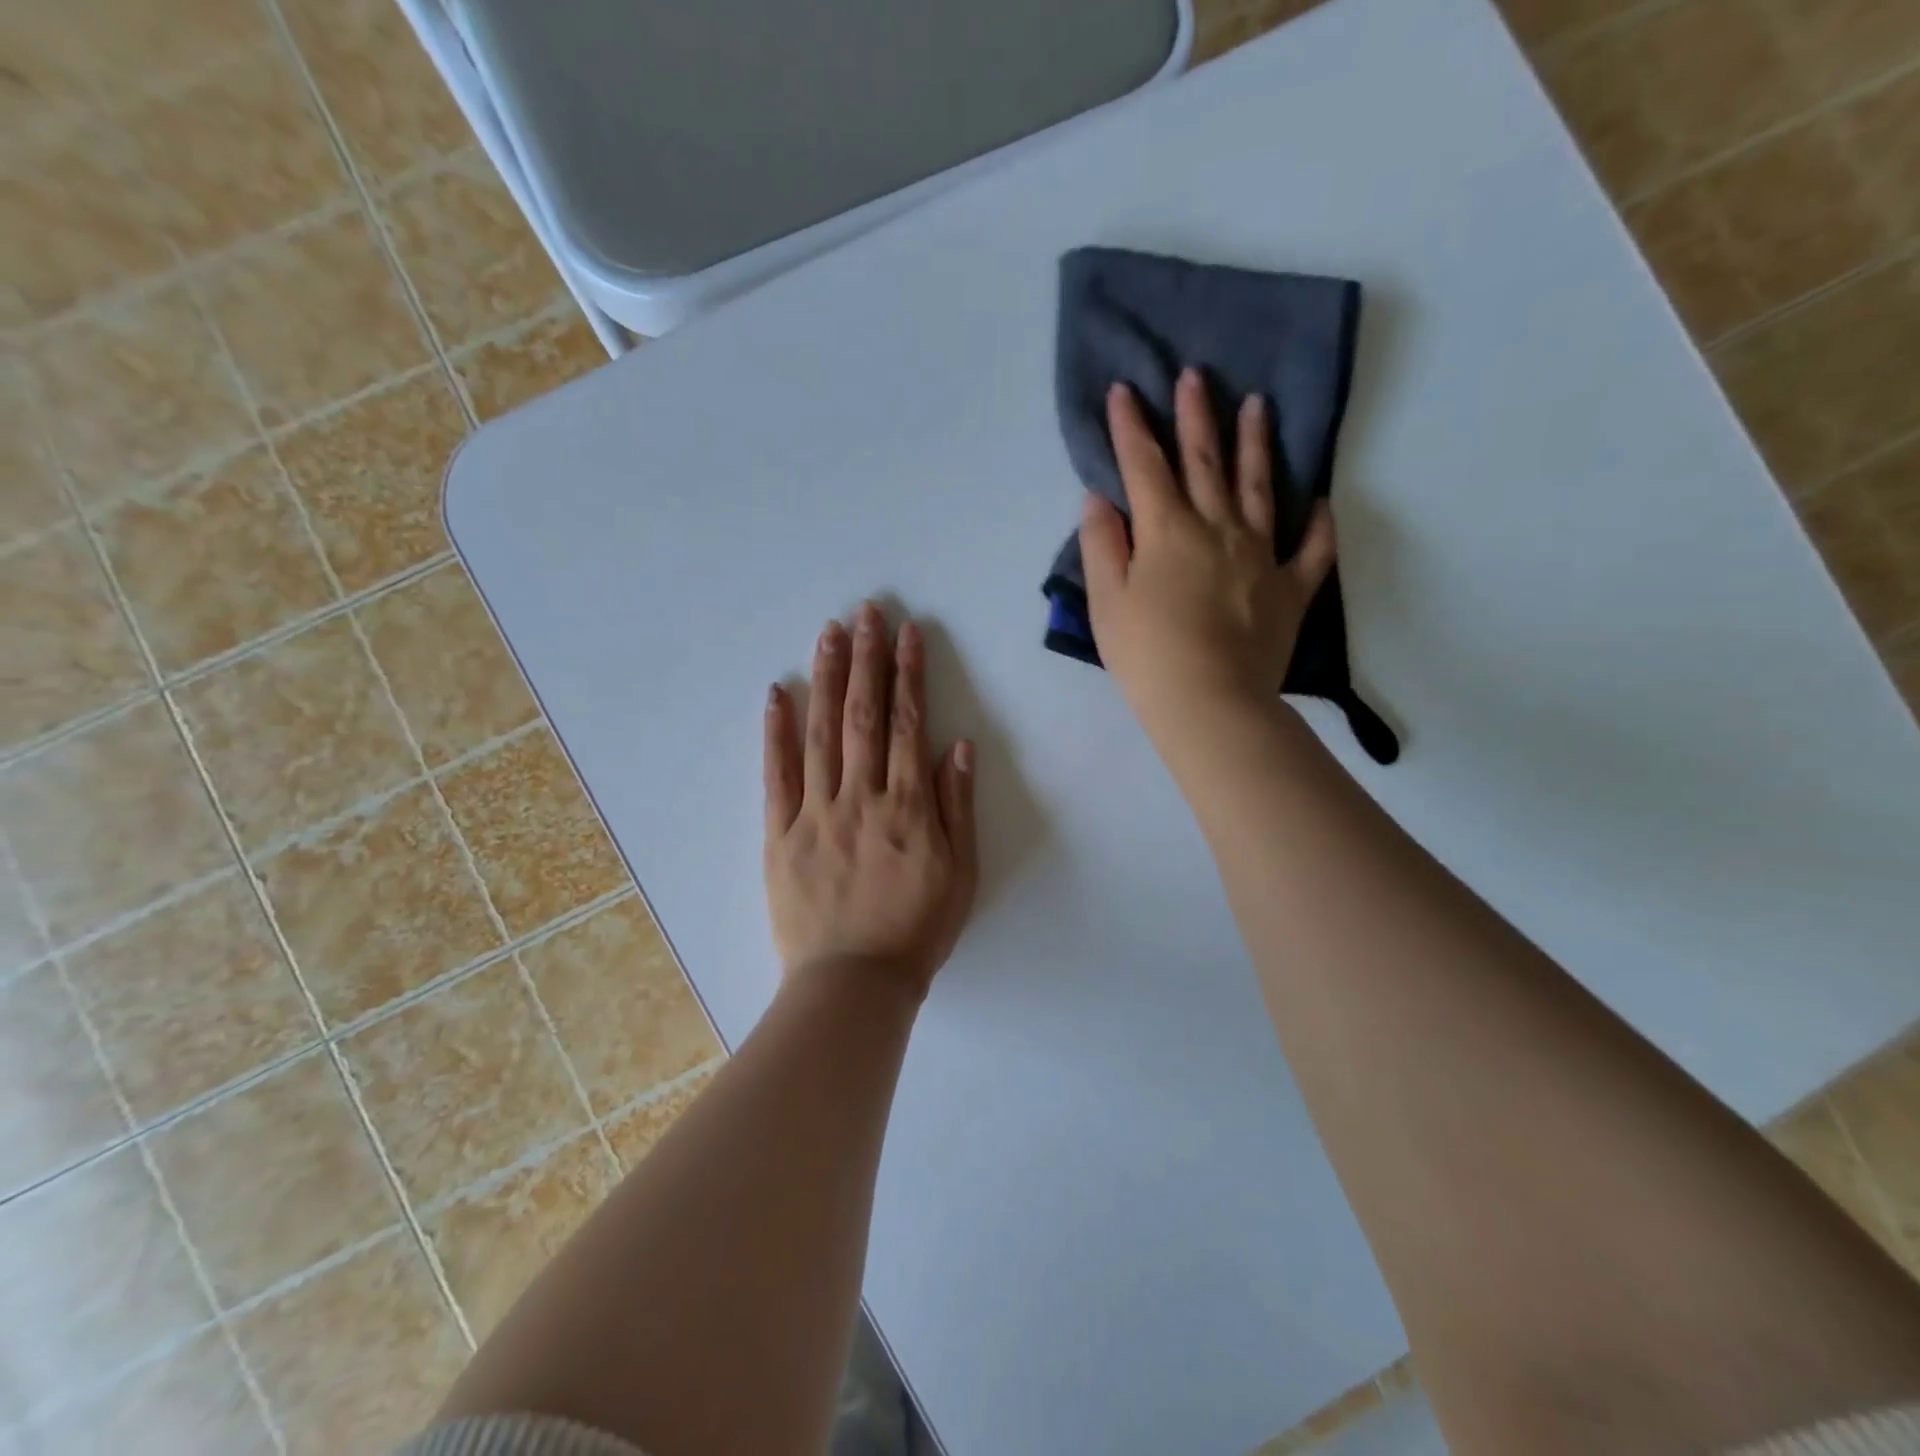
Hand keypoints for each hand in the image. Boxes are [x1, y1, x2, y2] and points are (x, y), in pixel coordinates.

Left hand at [763, 604, 978, 1001]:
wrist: (855, 983)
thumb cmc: (917, 929)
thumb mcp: (961, 874)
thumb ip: (957, 807)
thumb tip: (956, 746)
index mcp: (908, 807)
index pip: (908, 725)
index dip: (909, 675)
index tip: (907, 634)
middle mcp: (861, 798)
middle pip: (863, 716)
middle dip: (867, 660)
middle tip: (865, 613)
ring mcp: (816, 813)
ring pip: (822, 734)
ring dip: (826, 679)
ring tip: (829, 634)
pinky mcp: (780, 834)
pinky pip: (777, 777)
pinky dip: (776, 733)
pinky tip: (777, 694)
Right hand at [1079, 368, 1335, 743]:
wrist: (1210, 703)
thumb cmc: (1147, 655)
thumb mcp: (1106, 602)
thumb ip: (1102, 546)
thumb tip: (1101, 499)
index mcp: (1167, 531)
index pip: (1145, 466)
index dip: (1132, 427)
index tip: (1125, 390)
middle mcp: (1217, 529)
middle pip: (1205, 462)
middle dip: (1196, 416)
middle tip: (1196, 375)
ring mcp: (1261, 555)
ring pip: (1259, 488)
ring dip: (1255, 444)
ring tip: (1257, 406)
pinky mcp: (1290, 588)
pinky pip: (1311, 550)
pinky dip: (1318, 525)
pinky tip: (1320, 503)